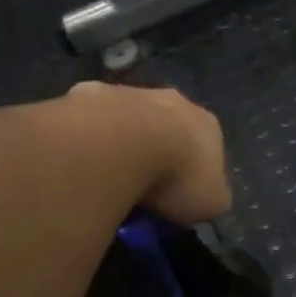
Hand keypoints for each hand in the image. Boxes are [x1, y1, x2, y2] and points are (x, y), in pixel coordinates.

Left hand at [68, 82, 230, 223]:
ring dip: (123, 143)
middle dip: (159, 152)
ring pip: (129, 121)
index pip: (208, 149)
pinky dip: (88, 140)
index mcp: (207, 124)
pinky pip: (90, 122)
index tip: (180, 196)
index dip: (195, 174)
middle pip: (169, 128)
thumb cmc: (177, 175)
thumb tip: (206, 199)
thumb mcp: (212, 202)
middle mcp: (173, 100)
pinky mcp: (88, 95)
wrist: (122, 144)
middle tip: (145, 187)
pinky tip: (83, 163)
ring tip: (110, 178)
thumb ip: (211, 197)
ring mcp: (129, 93)